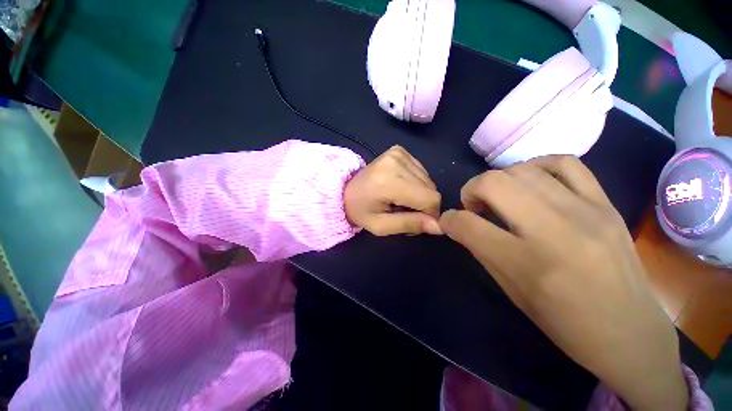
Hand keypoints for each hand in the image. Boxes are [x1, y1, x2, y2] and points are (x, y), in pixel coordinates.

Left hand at [345, 146, 441, 235]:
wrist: (345, 189)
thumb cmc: (361, 211)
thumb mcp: (381, 226)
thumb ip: (409, 225)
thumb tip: (439, 226)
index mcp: (389, 182)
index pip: (430, 198)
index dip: (430, 214)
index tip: (416, 221)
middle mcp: (396, 162)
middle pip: (431, 189)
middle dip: (423, 205)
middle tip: (404, 211)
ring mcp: (398, 153)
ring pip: (428, 180)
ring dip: (419, 194)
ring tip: (400, 199)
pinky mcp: (399, 151)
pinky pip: (421, 171)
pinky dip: (415, 183)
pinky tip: (400, 187)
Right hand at [439, 156, 686, 410]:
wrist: (629, 332)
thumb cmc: (562, 320)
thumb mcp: (510, 289)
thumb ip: (480, 249)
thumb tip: (458, 224)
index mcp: (525, 262)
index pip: (467, 224)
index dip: (449, 219)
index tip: (449, 221)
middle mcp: (554, 229)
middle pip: (493, 183)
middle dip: (470, 190)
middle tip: (474, 206)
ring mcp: (585, 211)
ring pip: (522, 170)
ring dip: (498, 180)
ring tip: (501, 197)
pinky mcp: (606, 203)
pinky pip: (564, 163)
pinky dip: (536, 166)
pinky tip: (532, 182)